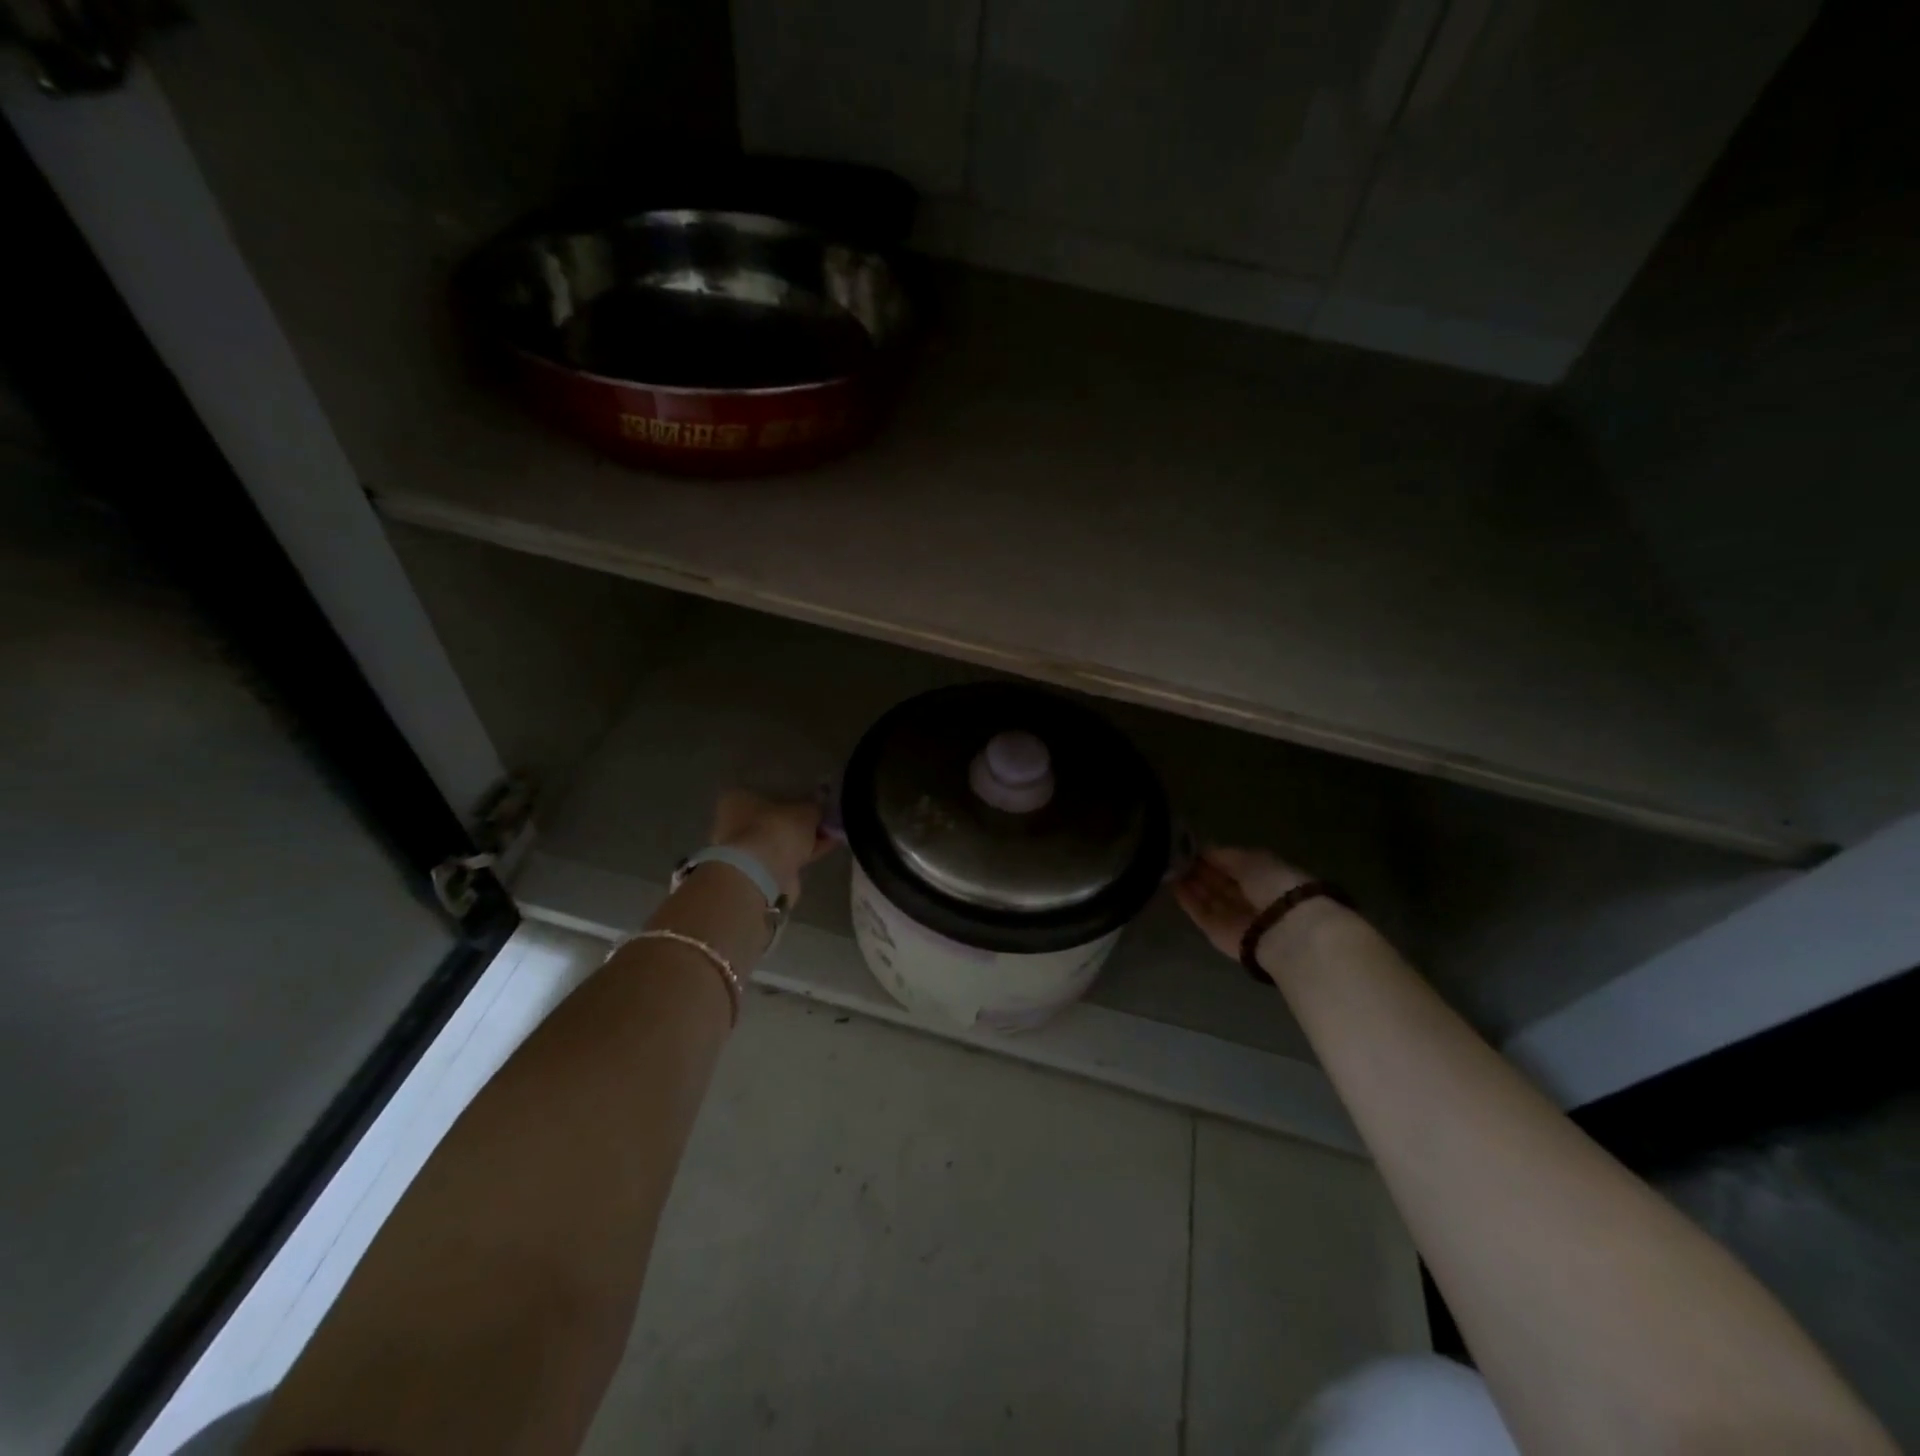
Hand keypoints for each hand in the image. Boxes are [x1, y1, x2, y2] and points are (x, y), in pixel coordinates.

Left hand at [711, 790, 834, 904]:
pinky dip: (803, 854)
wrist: (762, 873)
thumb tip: (819, 806)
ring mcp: (744, 852)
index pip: (766, 794)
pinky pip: (785, 858)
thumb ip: (813, 808)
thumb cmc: (776, 829)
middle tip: (824, 822)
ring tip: (832, 835)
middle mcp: (734, 824)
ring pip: (779, 842)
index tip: (813, 804)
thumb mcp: (804, 811)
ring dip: (803, 840)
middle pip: (773, 820)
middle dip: (798, 823)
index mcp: (738, 800)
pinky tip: (826, 848)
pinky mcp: (757, 873)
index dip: (792, 799)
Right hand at [1173, 847, 1312, 960]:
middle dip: (1199, 869)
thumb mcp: (1250, 859)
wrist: (1282, 931)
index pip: (1233, 864)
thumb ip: (1223, 855)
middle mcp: (1249, 896)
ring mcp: (1233, 916)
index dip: (1212, 855)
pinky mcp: (1218, 933)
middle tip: (1174, 854)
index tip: (1190, 844)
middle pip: (1219, 881)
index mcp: (1264, 875)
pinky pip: (1200, 914)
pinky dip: (1187, 900)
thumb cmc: (1273, 885)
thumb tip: (1201, 849)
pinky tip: (1172, 885)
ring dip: (1191, 882)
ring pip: (1208, 897)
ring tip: (1168, 866)